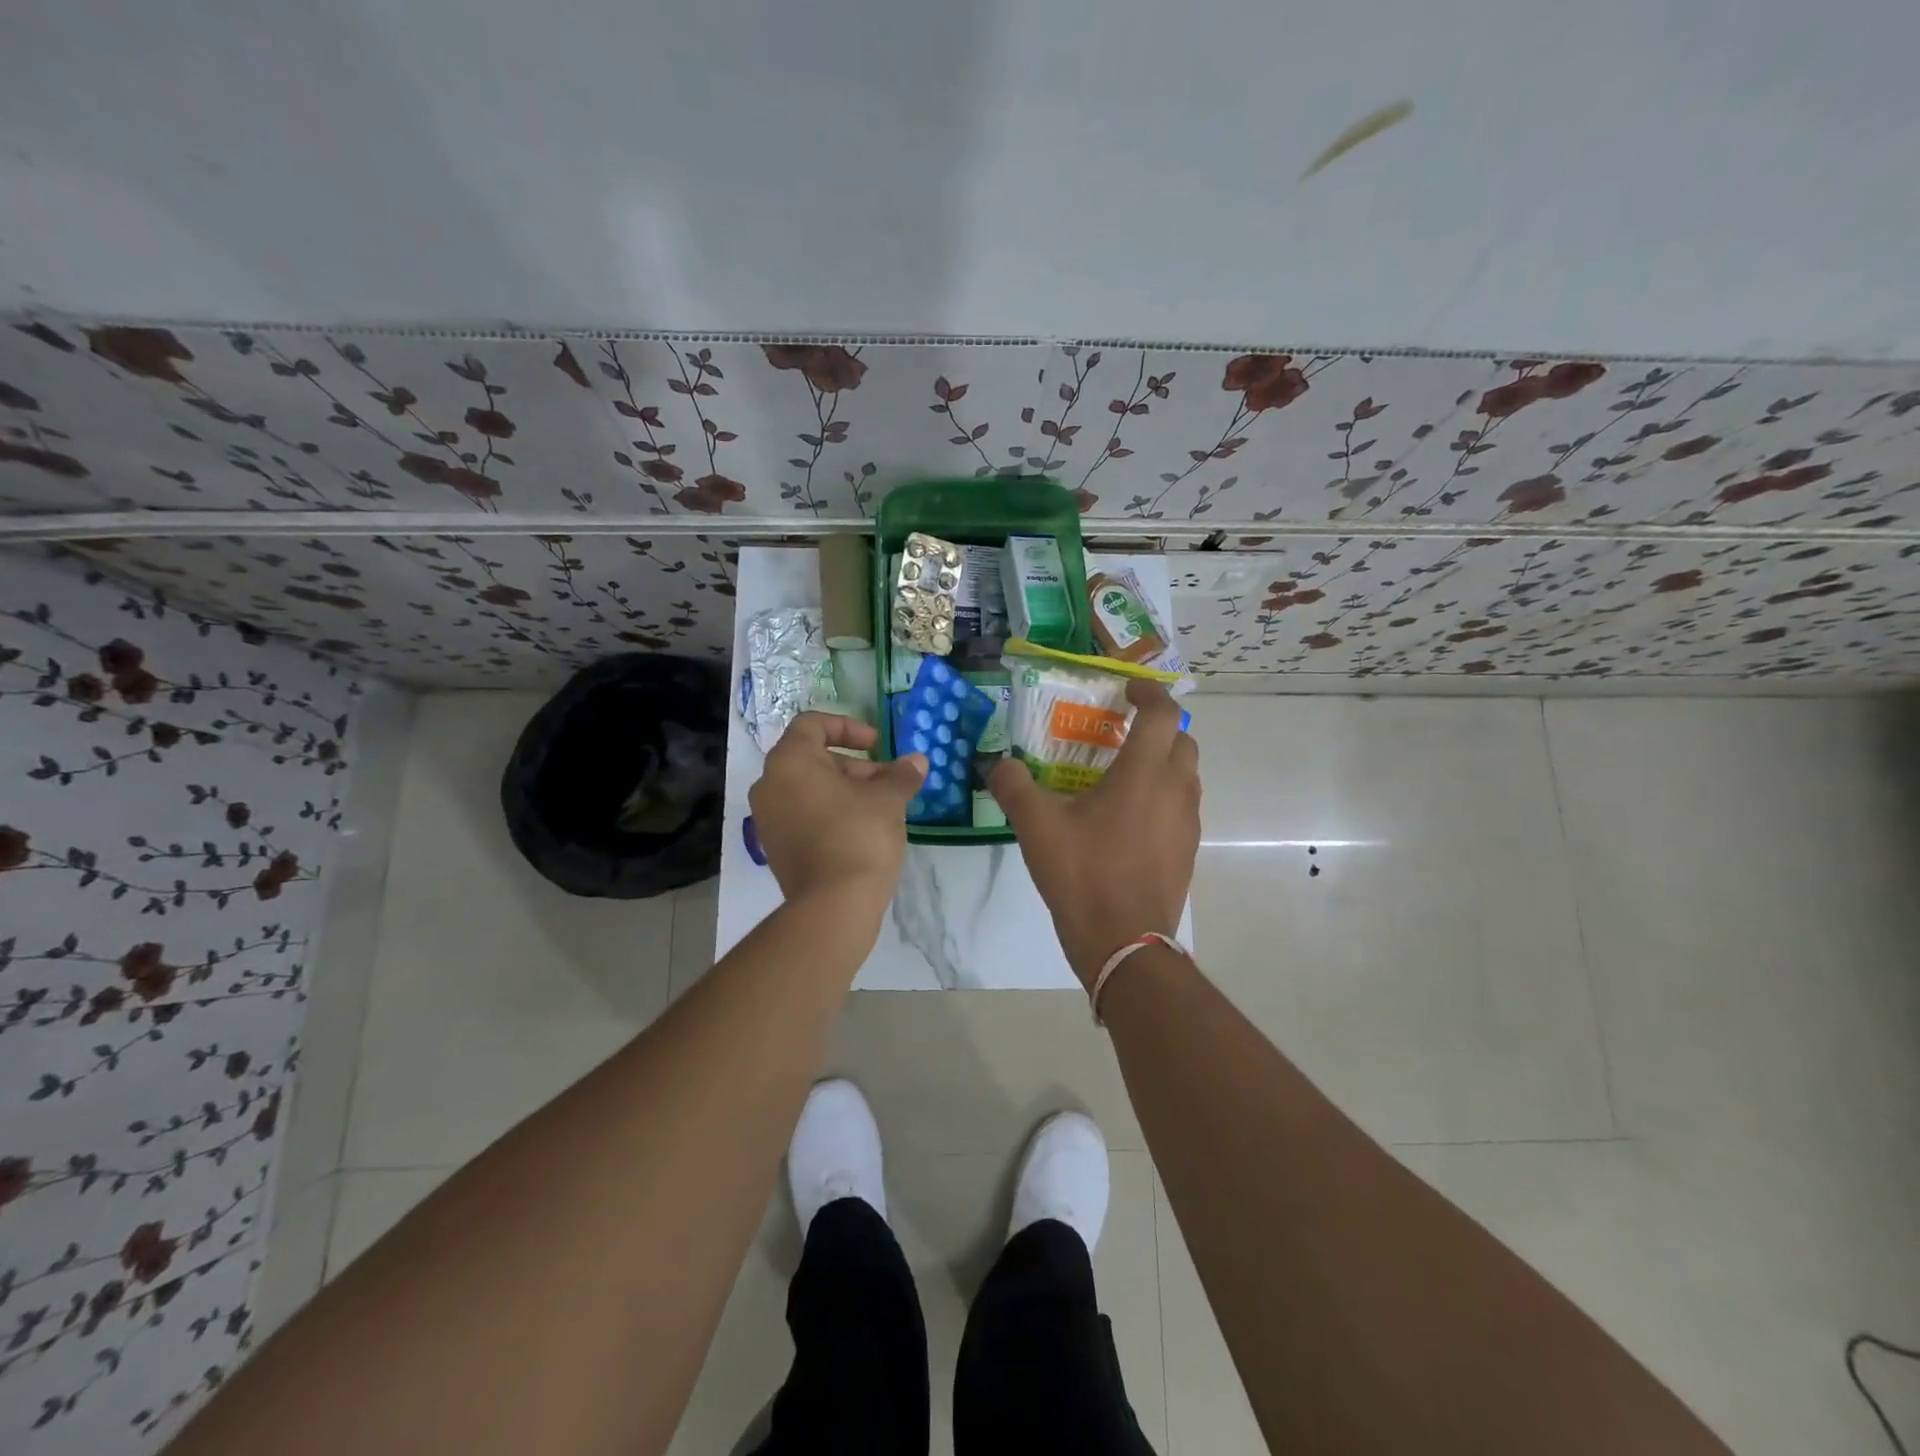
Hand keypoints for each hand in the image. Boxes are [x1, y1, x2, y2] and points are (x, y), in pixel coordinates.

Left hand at [750, 713, 927, 913]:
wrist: (833, 905)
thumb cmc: (859, 835)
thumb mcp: (889, 799)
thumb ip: (901, 774)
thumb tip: (917, 761)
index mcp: (790, 761)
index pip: (813, 725)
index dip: (848, 728)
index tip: (877, 745)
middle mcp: (769, 785)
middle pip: (813, 759)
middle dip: (855, 766)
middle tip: (889, 782)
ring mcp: (768, 819)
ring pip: (809, 790)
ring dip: (846, 791)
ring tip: (882, 808)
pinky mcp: (776, 848)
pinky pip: (803, 816)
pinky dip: (830, 813)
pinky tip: (863, 831)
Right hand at [990, 680, 1199, 986]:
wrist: (1125, 943)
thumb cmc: (1084, 875)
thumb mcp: (1036, 826)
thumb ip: (1014, 785)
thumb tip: (999, 763)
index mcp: (1144, 773)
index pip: (1163, 713)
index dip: (1148, 692)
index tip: (1126, 690)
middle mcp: (1175, 790)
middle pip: (1182, 741)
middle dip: (1157, 728)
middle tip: (1121, 733)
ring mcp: (1187, 823)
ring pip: (1185, 775)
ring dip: (1162, 763)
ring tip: (1122, 775)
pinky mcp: (1187, 851)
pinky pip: (1181, 807)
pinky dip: (1162, 796)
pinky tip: (1127, 819)